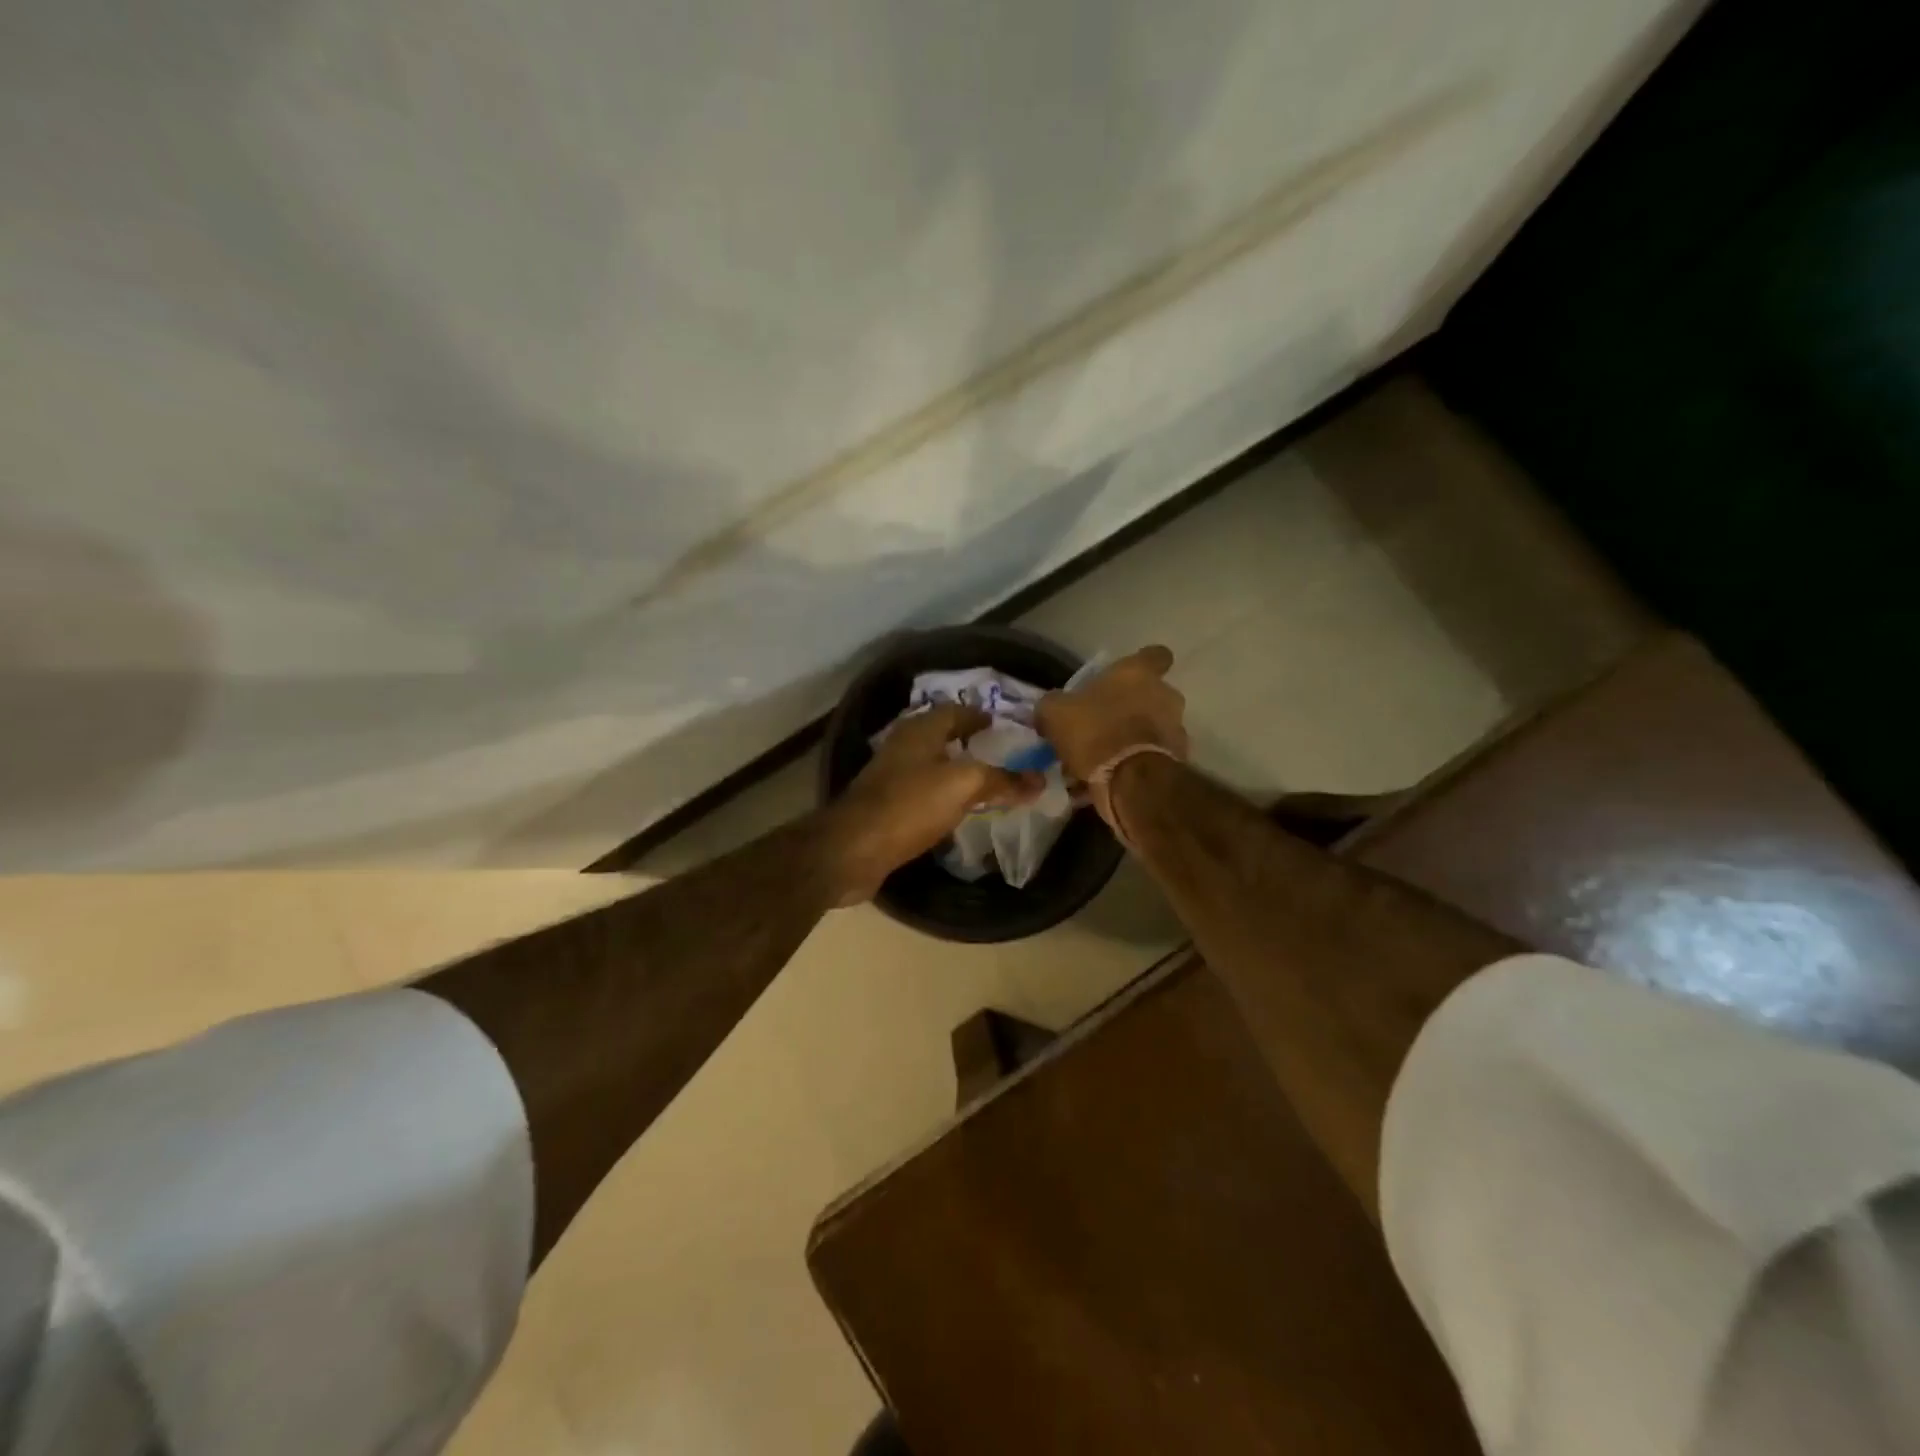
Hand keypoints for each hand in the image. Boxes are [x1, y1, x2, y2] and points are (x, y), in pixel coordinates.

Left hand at [823, 704, 1042, 904]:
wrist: (854, 848)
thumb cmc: (909, 805)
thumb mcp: (963, 786)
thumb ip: (1001, 780)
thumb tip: (1038, 779)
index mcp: (921, 730)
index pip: (957, 710)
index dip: (981, 716)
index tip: (1006, 726)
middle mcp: (904, 746)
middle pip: (942, 736)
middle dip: (970, 742)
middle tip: (1002, 753)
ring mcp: (891, 776)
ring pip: (932, 764)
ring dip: (957, 769)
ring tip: (987, 781)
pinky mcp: (886, 805)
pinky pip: (923, 791)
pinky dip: (944, 795)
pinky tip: (958, 809)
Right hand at [1035, 645, 1187, 782]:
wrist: (1132, 780)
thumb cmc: (1095, 731)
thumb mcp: (1056, 713)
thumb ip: (1054, 704)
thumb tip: (1052, 707)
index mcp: (1138, 673)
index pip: (1155, 655)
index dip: (1142, 664)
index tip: (1126, 677)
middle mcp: (1165, 695)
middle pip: (1151, 696)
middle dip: (1131, 709)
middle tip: (1103, 725)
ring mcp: (1176, 728)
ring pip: (1150, 729)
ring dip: (1130, 740)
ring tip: (1100, 761)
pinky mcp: (1177, 760)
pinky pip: (1149, 758)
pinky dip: (1133, 766)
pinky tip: (1108, 781)